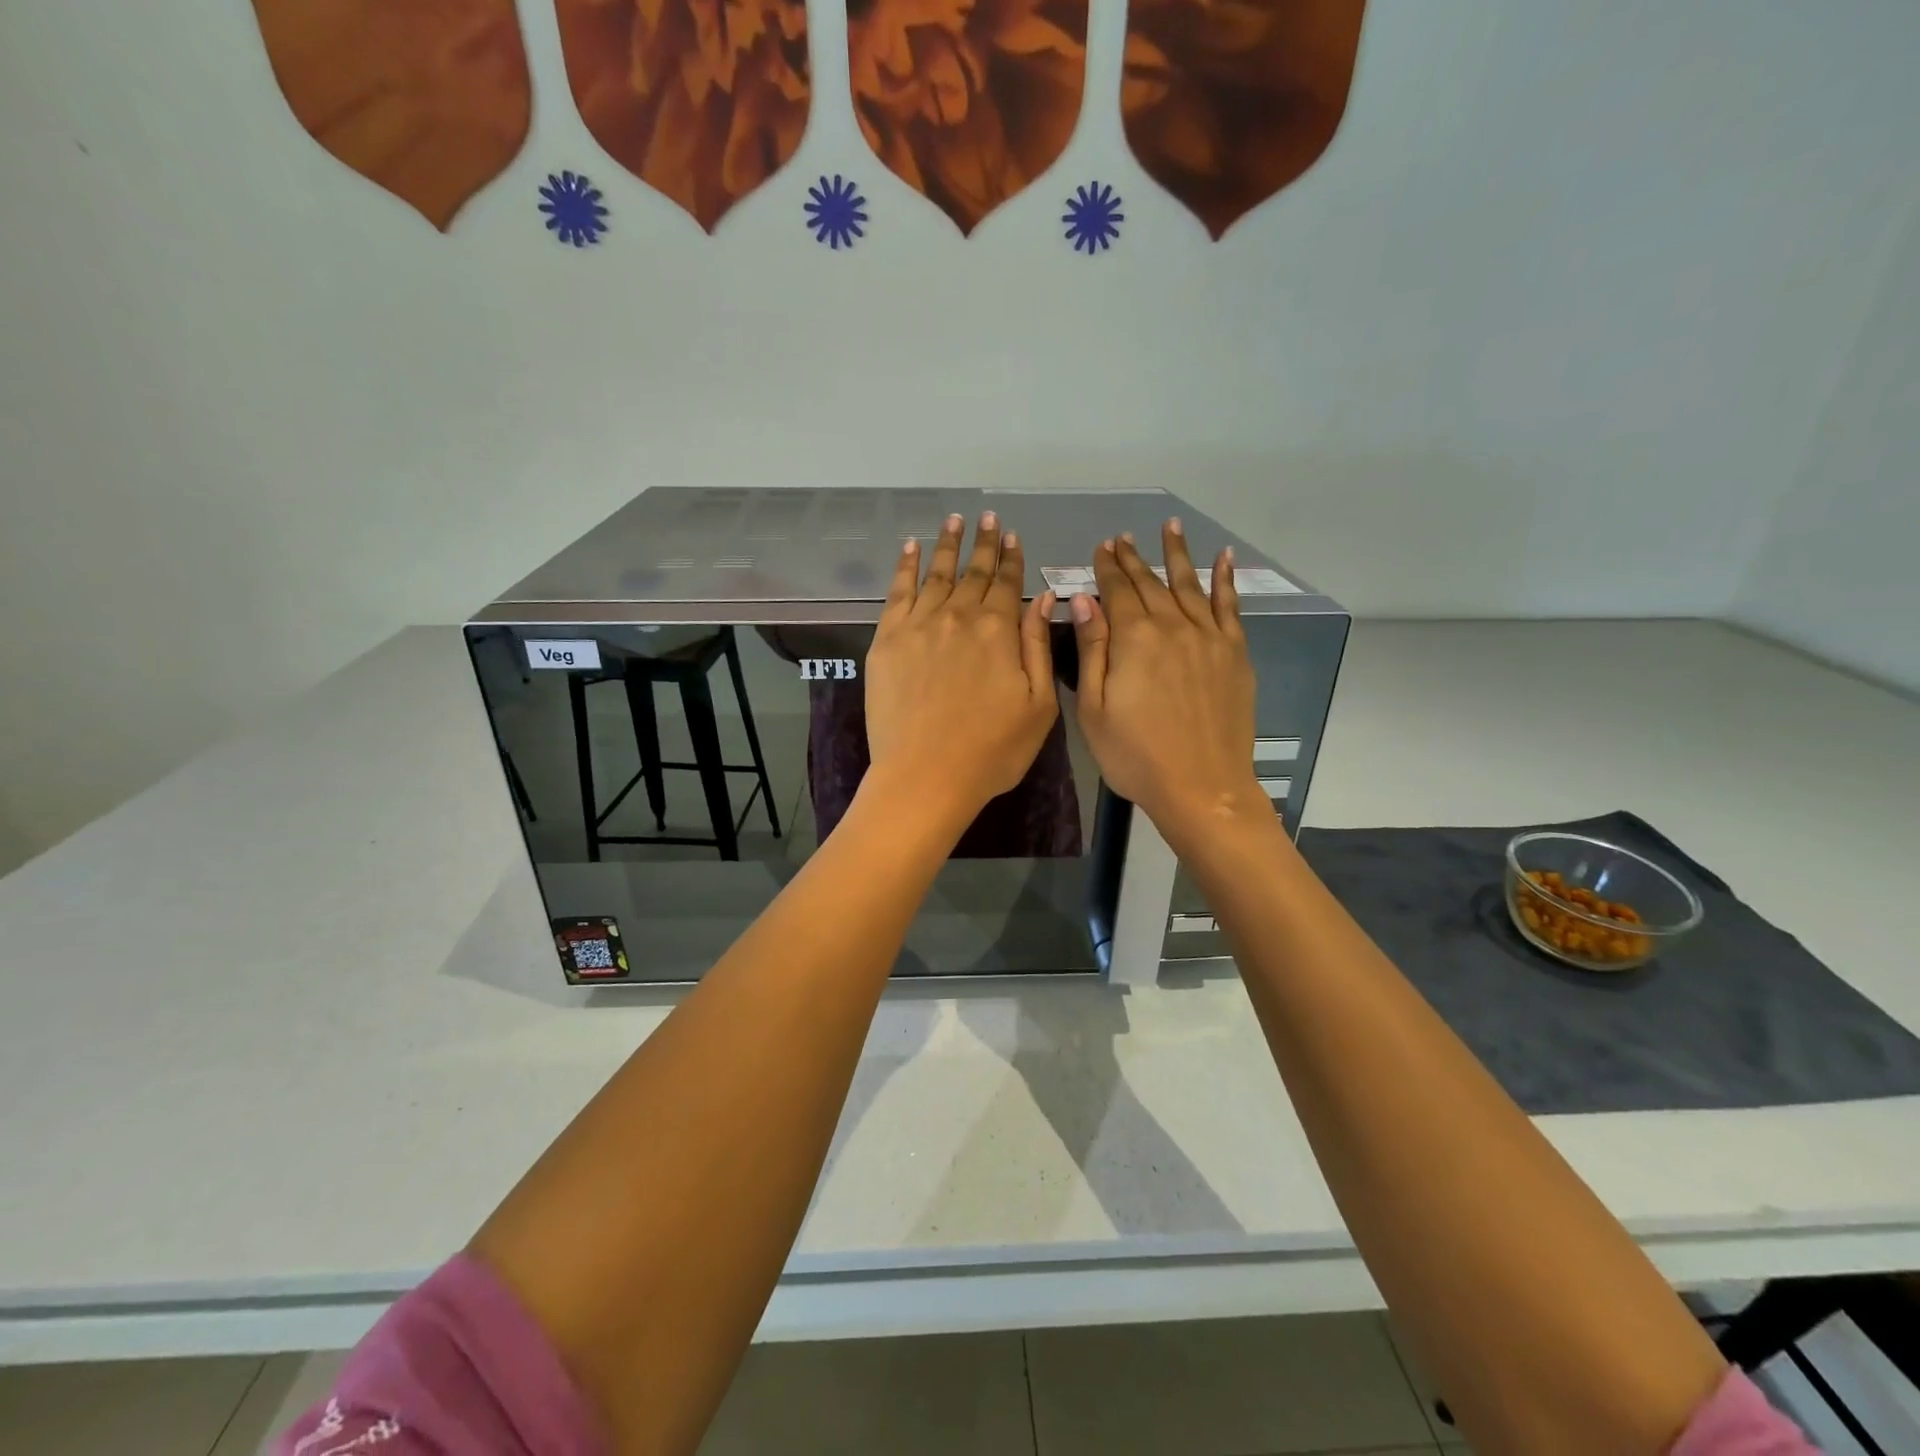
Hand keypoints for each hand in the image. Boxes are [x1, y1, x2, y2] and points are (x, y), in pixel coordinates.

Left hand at [864, 512, 1059, 835]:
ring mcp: (918, 626)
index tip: (1012, 535)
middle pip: (973, 573)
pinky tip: (910, 550)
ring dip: (946, 546)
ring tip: (953, 520)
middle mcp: (957, 617)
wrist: (925, 776)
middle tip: (987, 517)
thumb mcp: (1038, 705)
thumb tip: (1043, 598)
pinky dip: (904, 567)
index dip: (1011, 558)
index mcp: (998, 631)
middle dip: (982, 543)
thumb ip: (1037, 646)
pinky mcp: (886, 642)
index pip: (1007, 584)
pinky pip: (897, 593)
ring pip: (935, 574)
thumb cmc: (992, 750)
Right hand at [1069, 522, 1266, 851]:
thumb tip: (1083, 600)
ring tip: (1170, 528)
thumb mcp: (1094, 709)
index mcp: (1134, 639)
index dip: (1107, 568)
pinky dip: (1226, 579)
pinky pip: (1230, 606)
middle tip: (1123, 538)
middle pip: (1150, 584)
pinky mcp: (1234, 653)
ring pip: (1189, 585)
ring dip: (1177, 555)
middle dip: (1133, 559)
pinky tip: (1224, 558)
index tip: (1101, 548)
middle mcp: (1173, 626)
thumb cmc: (1135, 755)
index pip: (1117, 591)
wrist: (1201, 787)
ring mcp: (1208, 637)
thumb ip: (1091, 649)